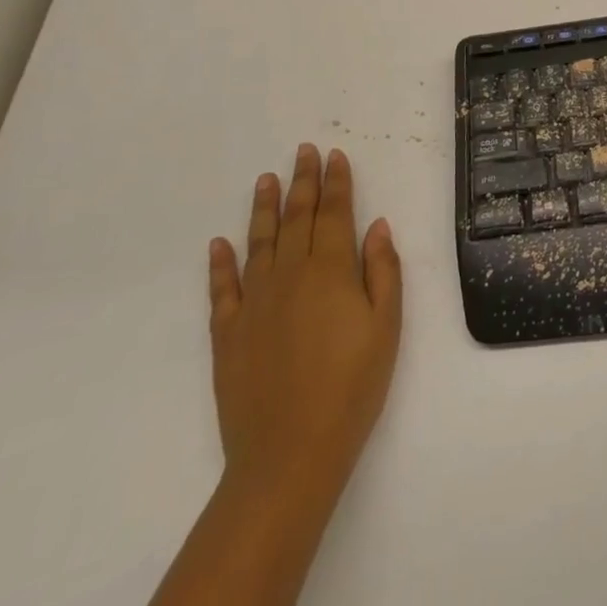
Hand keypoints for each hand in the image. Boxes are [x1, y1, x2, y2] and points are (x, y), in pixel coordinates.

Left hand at [208, 145, 401, 522]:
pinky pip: (222, 289)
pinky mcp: (227, 334)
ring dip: (263, 208)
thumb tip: (376, 225)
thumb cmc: (352, 387)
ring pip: (259, 242)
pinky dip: (220, 263)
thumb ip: (382, 270)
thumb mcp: (387, 326)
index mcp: (331, 271)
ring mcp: (253, 303)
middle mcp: (289, 275)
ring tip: (265, 179)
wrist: (289, 454)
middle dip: (303, 181)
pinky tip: (219, 243)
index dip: (337, 182)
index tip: (335, 155)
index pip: (335, 213)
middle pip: (297, 218)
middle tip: (303, 151)